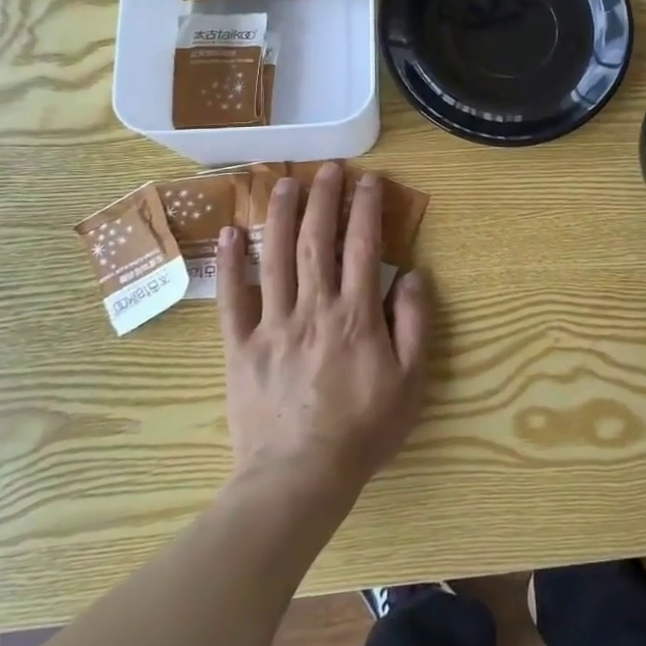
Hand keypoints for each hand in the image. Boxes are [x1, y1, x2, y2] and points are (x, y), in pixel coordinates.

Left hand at [218, 162, 430, 502]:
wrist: (299, 477)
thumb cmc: (363, 429)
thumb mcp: (411, 381)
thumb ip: (416, 324)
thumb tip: (415, 275)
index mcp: (356, 315)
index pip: (363, 247)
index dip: (366, 209)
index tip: (368, 180)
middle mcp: (314, 308)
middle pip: (317, 241)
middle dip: (323, 199)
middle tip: (327, 168)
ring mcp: (273, 325)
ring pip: (275, 258)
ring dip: (280, 216)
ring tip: (284, 182)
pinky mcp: (241, 347)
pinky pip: (232, 299)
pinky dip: (229, 264)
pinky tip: (229, 234)